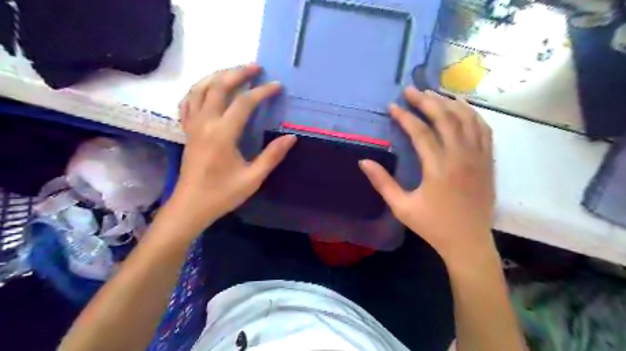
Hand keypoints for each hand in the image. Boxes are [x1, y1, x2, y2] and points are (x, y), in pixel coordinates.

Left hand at [170, 64, 296, 233]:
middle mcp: (205, 124)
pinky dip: (198, 90)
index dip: (262, 92)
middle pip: (218, 87)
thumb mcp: (252, 178)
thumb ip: (272, 156)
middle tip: (256, 67)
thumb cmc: (222, 194)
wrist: (191, 206)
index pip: (244, 103)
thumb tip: (291, 137)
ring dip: (217, 76)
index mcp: (222, 135)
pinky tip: (208, 89)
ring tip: (234, 72)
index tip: (277, 86)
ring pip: (200, 90)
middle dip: (238, 73)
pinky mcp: (187, 131)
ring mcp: (193, 126)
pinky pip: (188, 103)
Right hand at [359, 88, 495, 268]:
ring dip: (448, 103)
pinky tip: (461, 107)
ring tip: (433, 94)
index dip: (405, 117)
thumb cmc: (432, 225)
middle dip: (426, 101)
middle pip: (445, 118)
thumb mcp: (401, 207)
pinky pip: (484, 130)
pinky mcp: (488, 161)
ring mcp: (478, 157)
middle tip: (411, 90)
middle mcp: (461, 157)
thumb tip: (364, 161)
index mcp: (438, 168)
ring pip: (466, 119)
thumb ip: (382, 182)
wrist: (468, 241)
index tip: (392, 106)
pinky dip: (472, 114)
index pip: (420, 132)